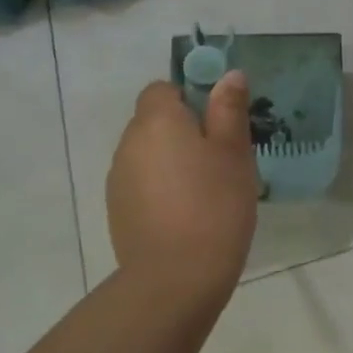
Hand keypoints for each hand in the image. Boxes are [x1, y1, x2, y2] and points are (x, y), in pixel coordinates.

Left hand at [106, 73, 257, 308]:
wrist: (177, 276)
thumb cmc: (215, 204)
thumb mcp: (234, 152)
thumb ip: (229, 109)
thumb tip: (228, 75)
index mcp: (156, 121)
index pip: (162, 89)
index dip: (189, 97)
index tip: (218, 122)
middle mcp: (128, 143)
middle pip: (154, 121)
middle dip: (184, 131)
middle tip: (221, 158)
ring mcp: (118, 179)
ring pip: (149, 154)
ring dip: (172, 161)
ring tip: (207, 189)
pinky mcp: (118, 210)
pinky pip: (143, 183)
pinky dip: (162, 188)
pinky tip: (188, 213)